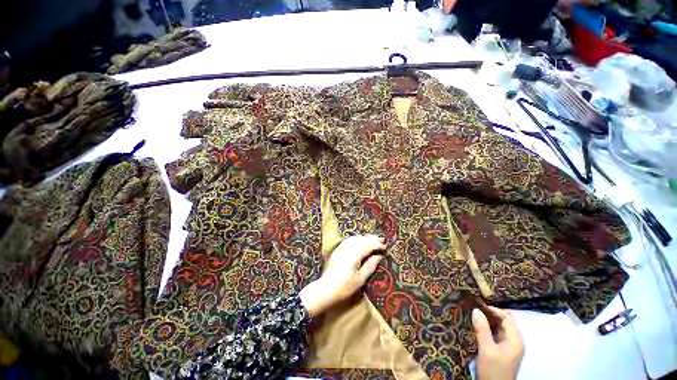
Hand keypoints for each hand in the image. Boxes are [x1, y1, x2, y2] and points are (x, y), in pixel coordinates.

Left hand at [299, 235, 385, 316]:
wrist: (325, 289)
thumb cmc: (344, 287)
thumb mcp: (360, 280)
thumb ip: (369, 266)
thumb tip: (378, 256)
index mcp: (354, 255)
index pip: (368, 246)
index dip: (377, 245)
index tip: (385, 247)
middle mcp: (347, 248)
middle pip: (362, 240)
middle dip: (372, 239)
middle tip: (382, 239)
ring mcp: (341, 248)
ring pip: (355, 238)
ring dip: (365, 237)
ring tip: (373, 238)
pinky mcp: (337, 250)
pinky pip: (349, 240)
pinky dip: (357, 238)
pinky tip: (359, 240)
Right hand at [473, 307, 524, 379]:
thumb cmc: (493, 370)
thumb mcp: (486, 349)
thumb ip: (482, 329)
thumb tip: (475, 309)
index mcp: (515, 339)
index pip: (507, 317)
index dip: (494, 310)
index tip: (477, 307)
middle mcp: (514, 341)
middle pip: (503, 321)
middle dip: (489, 315)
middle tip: (472, 310)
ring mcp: (508, 347)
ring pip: (498, 328)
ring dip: (486, 322)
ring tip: (471, 317)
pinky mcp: (501, 351)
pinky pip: (495, 335)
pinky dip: (486, 330)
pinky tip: (475, 329)